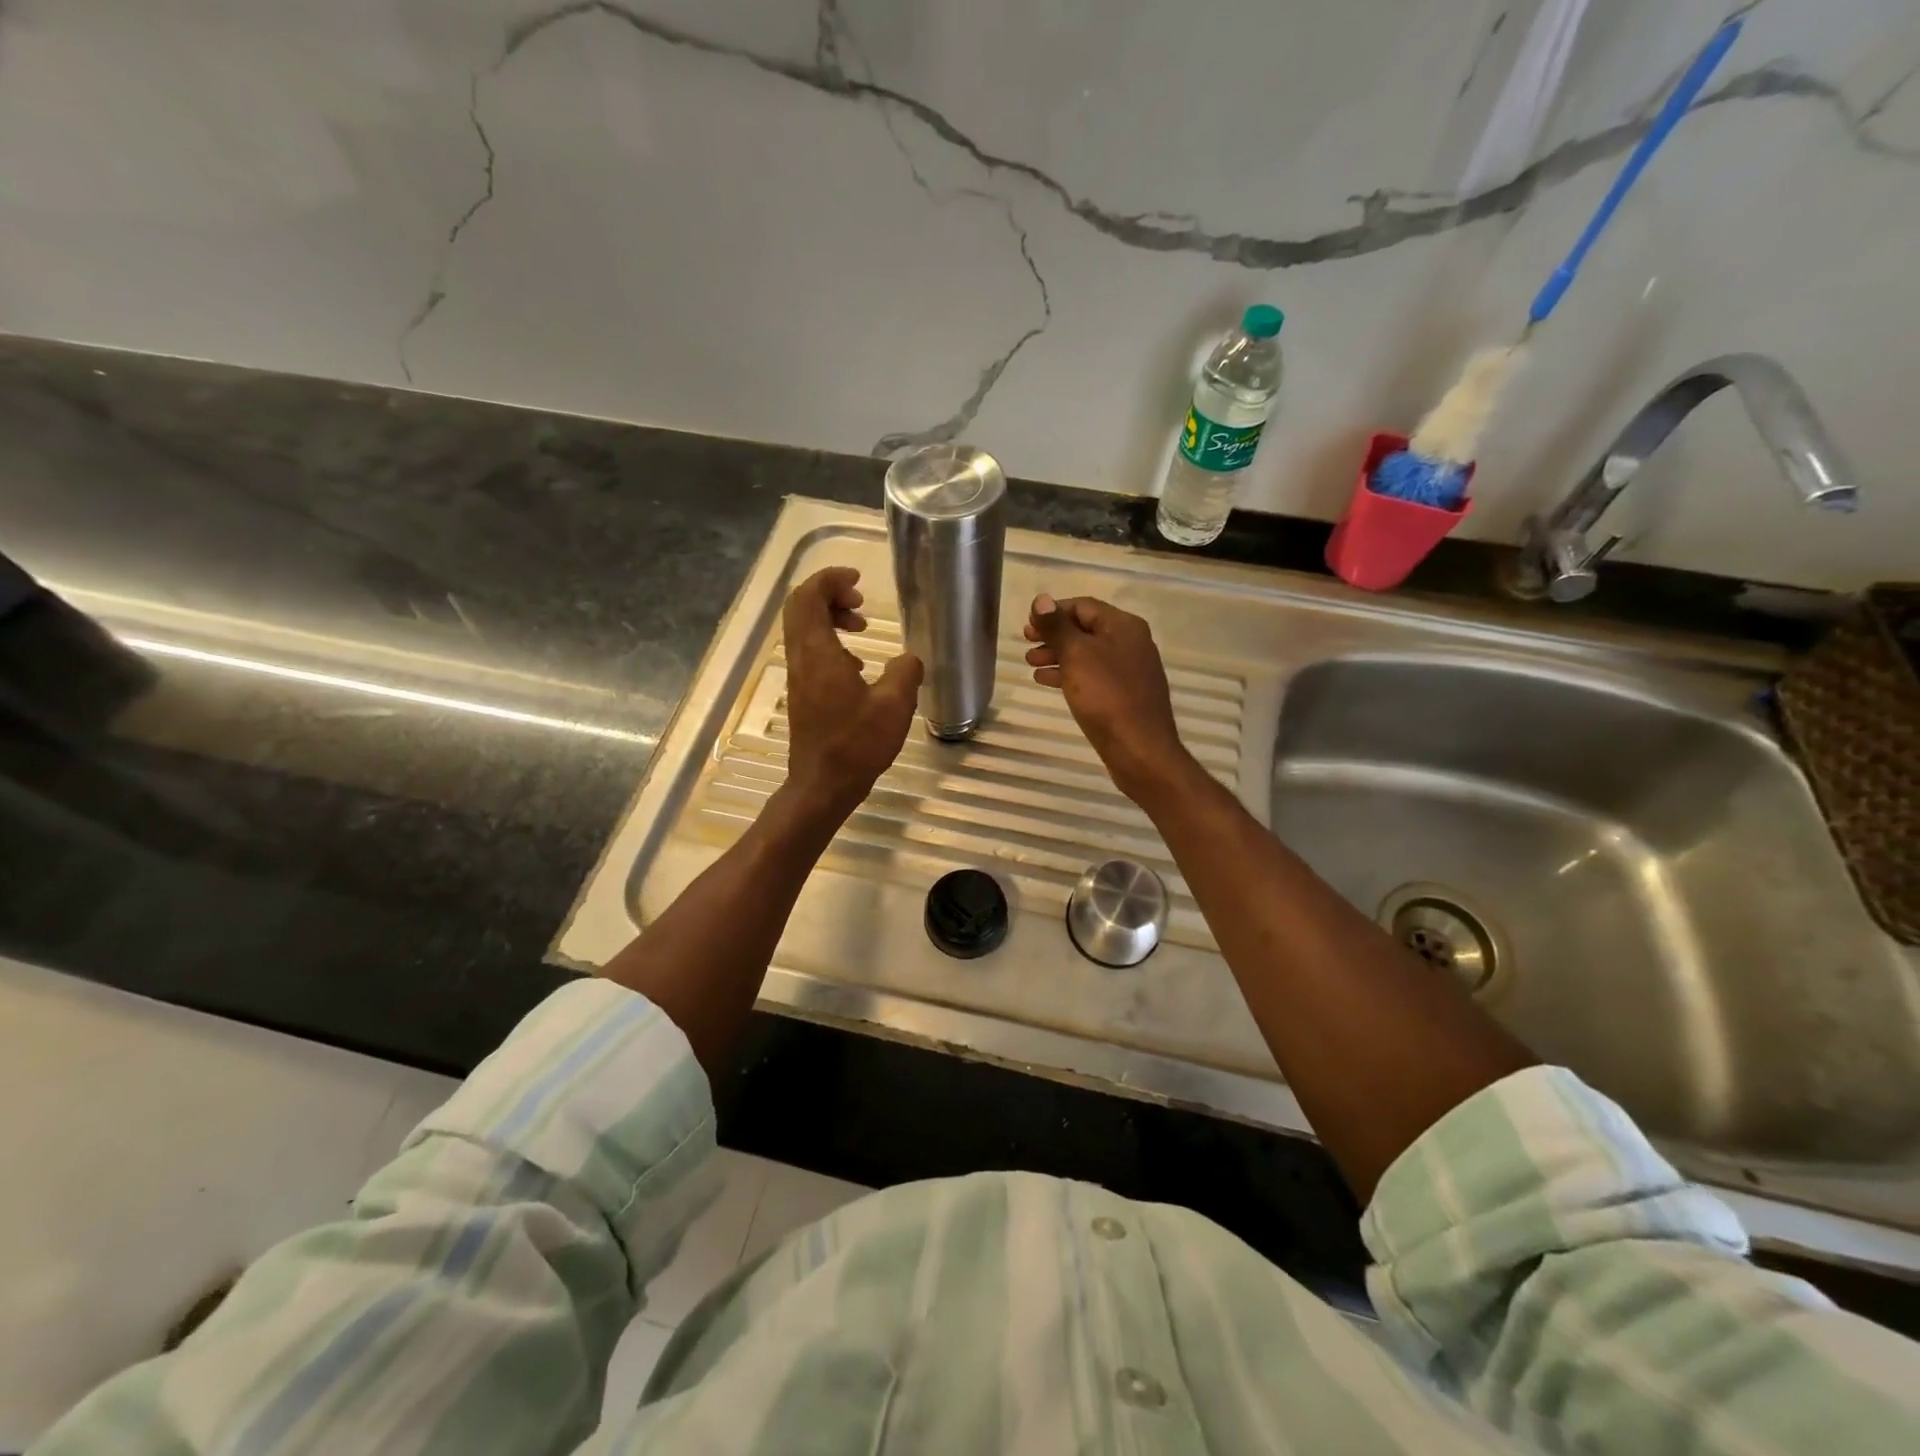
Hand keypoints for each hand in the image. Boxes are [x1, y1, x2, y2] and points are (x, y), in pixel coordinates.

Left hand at [781, 567, 922, 817]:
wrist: (823, 784)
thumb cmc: (857, 744)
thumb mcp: (894, 705)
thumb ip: (905, 672)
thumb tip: (910, 659)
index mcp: (818, 653)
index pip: (808, 597)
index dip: (830, 579)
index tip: (858, 579)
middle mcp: (801, 659)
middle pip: (800, 607)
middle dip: (829, 594)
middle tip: (860, 601)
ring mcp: (798, 677)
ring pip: (804, 630)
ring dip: (830, 618)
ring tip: (862, 628)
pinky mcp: (803, 694)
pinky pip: (810, 652)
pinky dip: (830, 643)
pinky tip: (858, 666)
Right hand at [1024, 594, 1190, 802]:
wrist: (1140, 749)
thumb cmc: (1107, 697)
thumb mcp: (1077, 656)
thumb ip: (1058, 627)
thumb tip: (1041, 599)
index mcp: (1123, 626)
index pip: (1083, 606)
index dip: (1053, 612)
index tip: (1028, 625)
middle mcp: (1130, 642)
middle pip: (1085, 629)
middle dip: (1054, 634)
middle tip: (1026, 643)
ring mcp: (1129, 670)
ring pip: (1087, 654)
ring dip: (1058, 655)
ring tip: (1030, 664)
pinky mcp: (1124, 695)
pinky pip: (1092, 675)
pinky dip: (1069, 674)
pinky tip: (1046, 681)